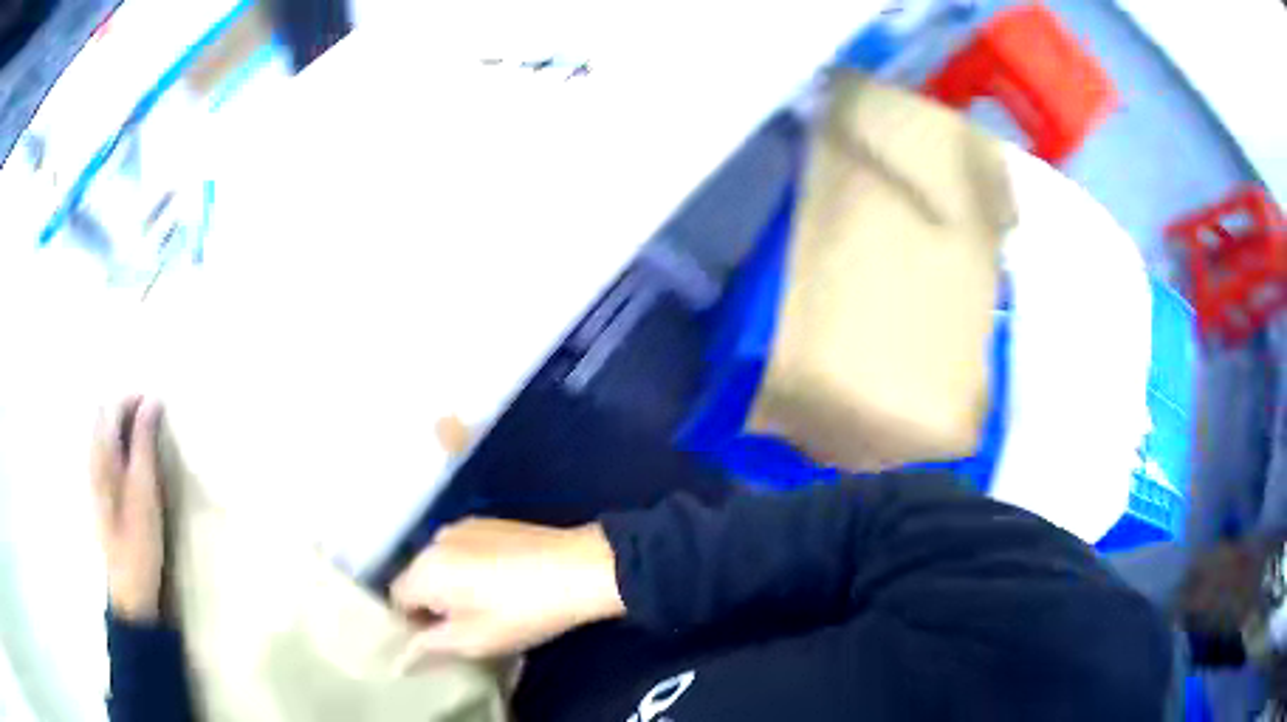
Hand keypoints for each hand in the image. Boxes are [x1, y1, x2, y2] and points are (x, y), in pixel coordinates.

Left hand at [92, 397, 165, 622]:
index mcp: (102, 454)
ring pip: (104, 433)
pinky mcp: (101, 492)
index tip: (158, 403)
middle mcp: (93, 458)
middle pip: (104, 415)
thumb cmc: (139, 538)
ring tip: (146, 434)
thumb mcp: (145, 489)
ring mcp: (94, 476)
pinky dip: (120, 443)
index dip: (134, 399)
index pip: (113, 406)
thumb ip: (144, 442)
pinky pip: (106, 451)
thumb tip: (152, 400)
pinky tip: (133, 458)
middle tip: (154, 417)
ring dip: (123, 425)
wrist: (130, 586)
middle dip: (127, 408)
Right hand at [390, 518, 623, 662]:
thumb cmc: (522, 611)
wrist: (581, 568)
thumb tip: (402, 654)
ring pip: (441, 563)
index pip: (397, 598)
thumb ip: (429, 645)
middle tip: (463, 626)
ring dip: (451, 585)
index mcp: (426, 568)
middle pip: (417, 577)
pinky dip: (469, 568)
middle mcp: (436, 539)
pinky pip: (463, 550)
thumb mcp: (473, 639)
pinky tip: (501, 584)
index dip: (412, 623)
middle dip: (431, 603)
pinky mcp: (489, 522)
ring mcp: (463, 526)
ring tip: (486, 605)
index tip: (438, 639)